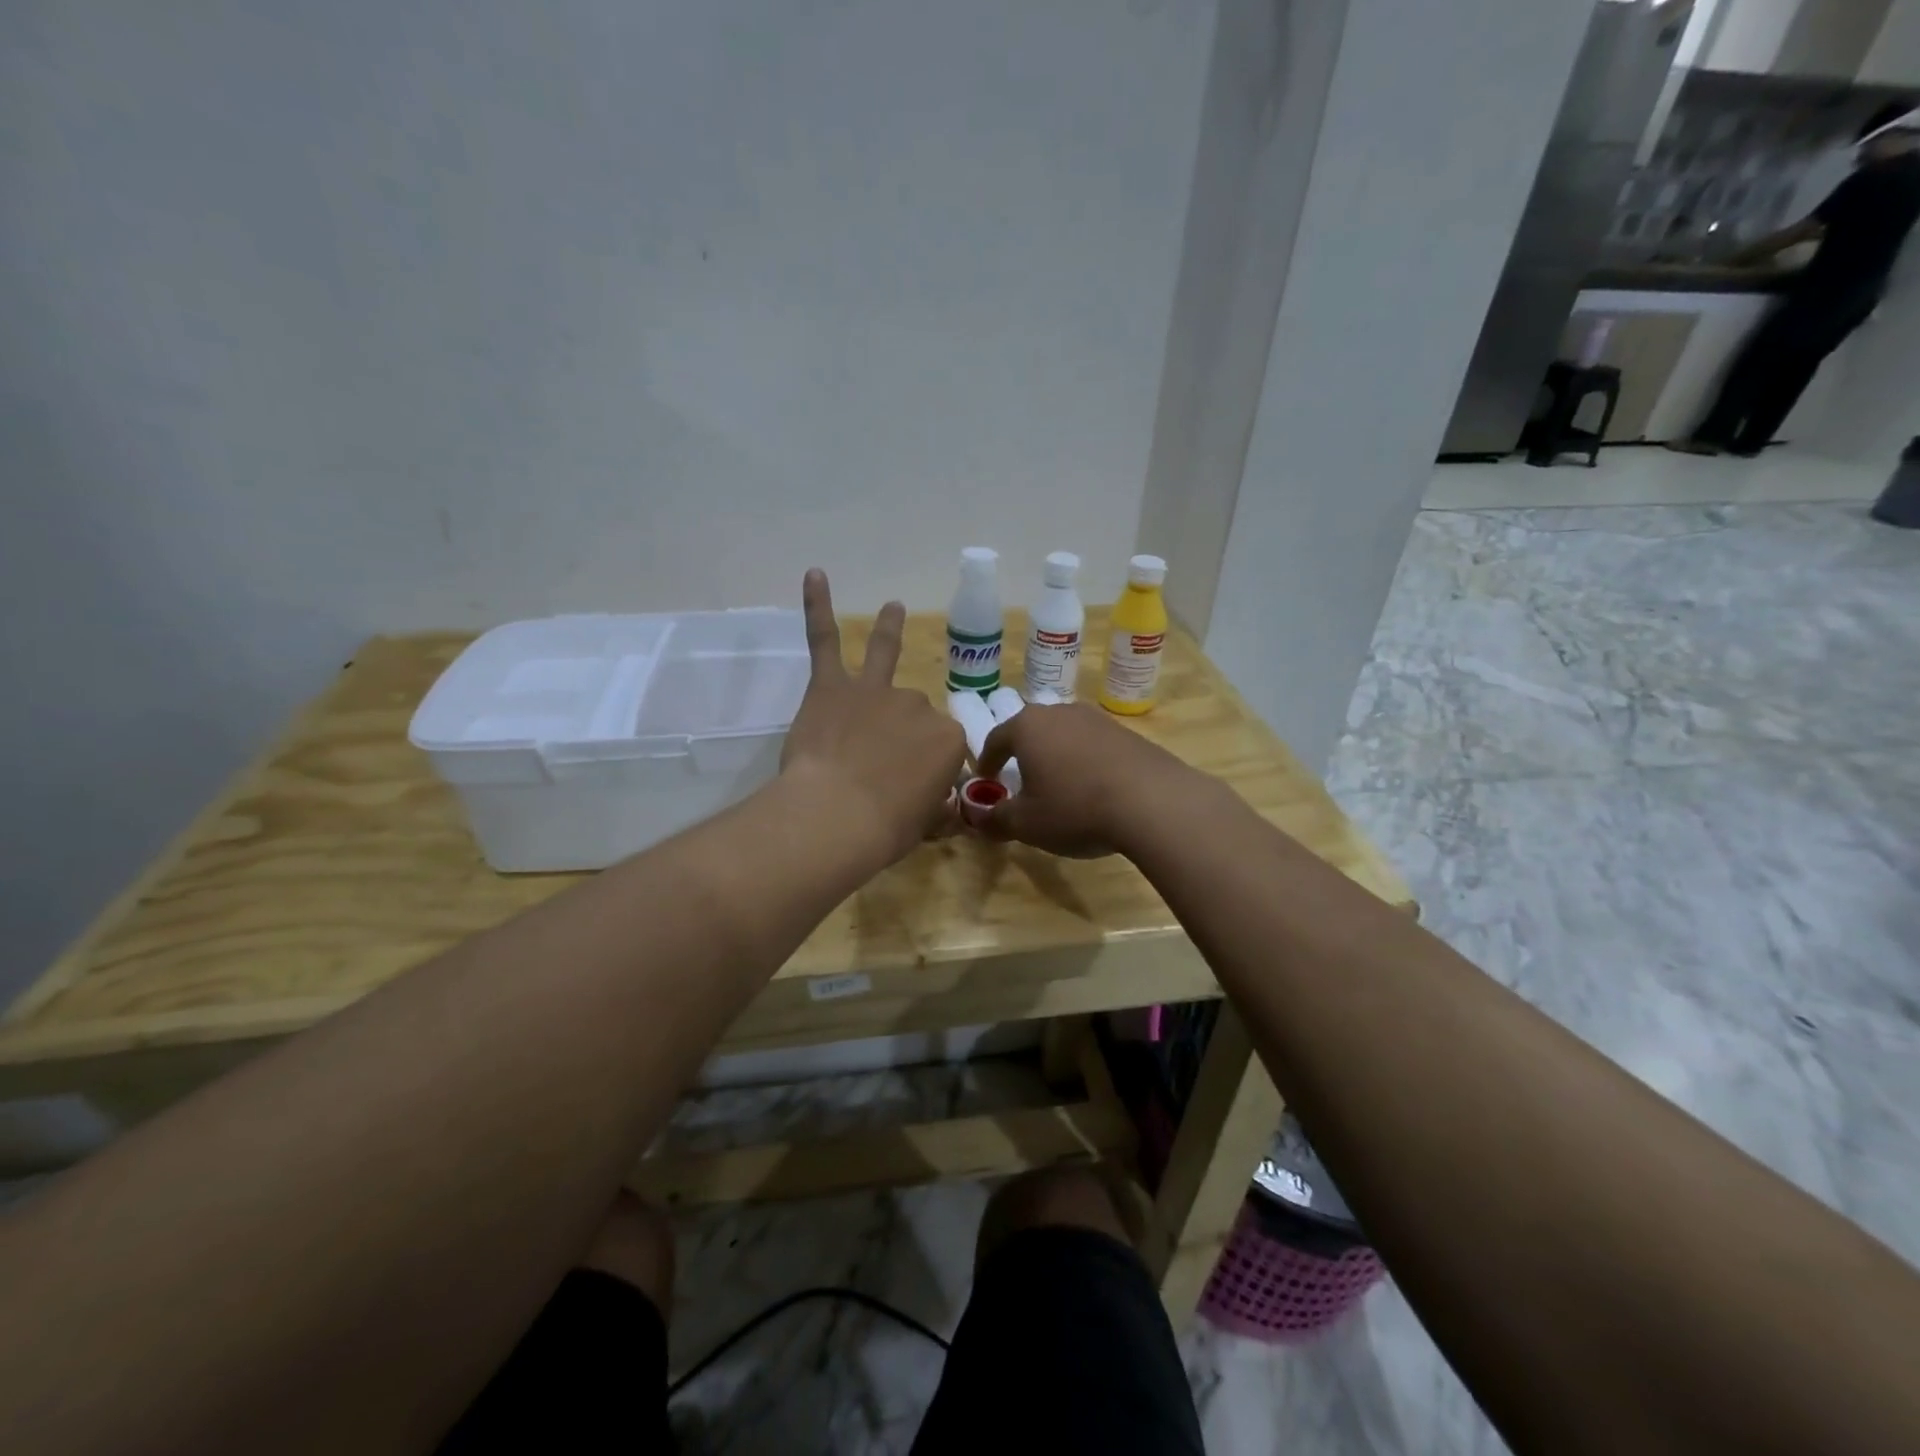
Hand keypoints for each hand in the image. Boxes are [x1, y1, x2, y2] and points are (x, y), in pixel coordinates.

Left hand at [780, 570, 966, 862]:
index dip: (928, 766)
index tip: (913, 791)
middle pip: (913, 710)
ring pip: (884, 653)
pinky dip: (817, 607)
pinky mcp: (831, 686)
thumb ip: (937, 810)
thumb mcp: (926, 825)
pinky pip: (824, 640)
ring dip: (890, 629)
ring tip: (894, 607)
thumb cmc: (886, 828)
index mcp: (947, 738)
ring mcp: (874, 690)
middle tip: (878, 768)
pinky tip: (815, 575)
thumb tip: (946, 811)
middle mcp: (916, 704)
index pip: (944, 745)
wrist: (837, 816)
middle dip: (901, 732)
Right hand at [975, 701, 1198, 857]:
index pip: (995, 739)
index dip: (987, 762)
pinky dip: (1085, 762)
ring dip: (1056, 756)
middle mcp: (1059, 713)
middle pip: (1031, 731)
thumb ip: (996, 819)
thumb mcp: (1026, 823)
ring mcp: (1096, 719)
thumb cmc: (1075, 808)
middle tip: (1020, 781)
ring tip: (1059, 785)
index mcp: (1027, 727)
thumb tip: (977, 819)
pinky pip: (1093, 745)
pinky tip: (1093, 788)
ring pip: (1064, 735)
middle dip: (1022, 755)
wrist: (1152, 802)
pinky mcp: (1126, 733)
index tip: (986, 782)